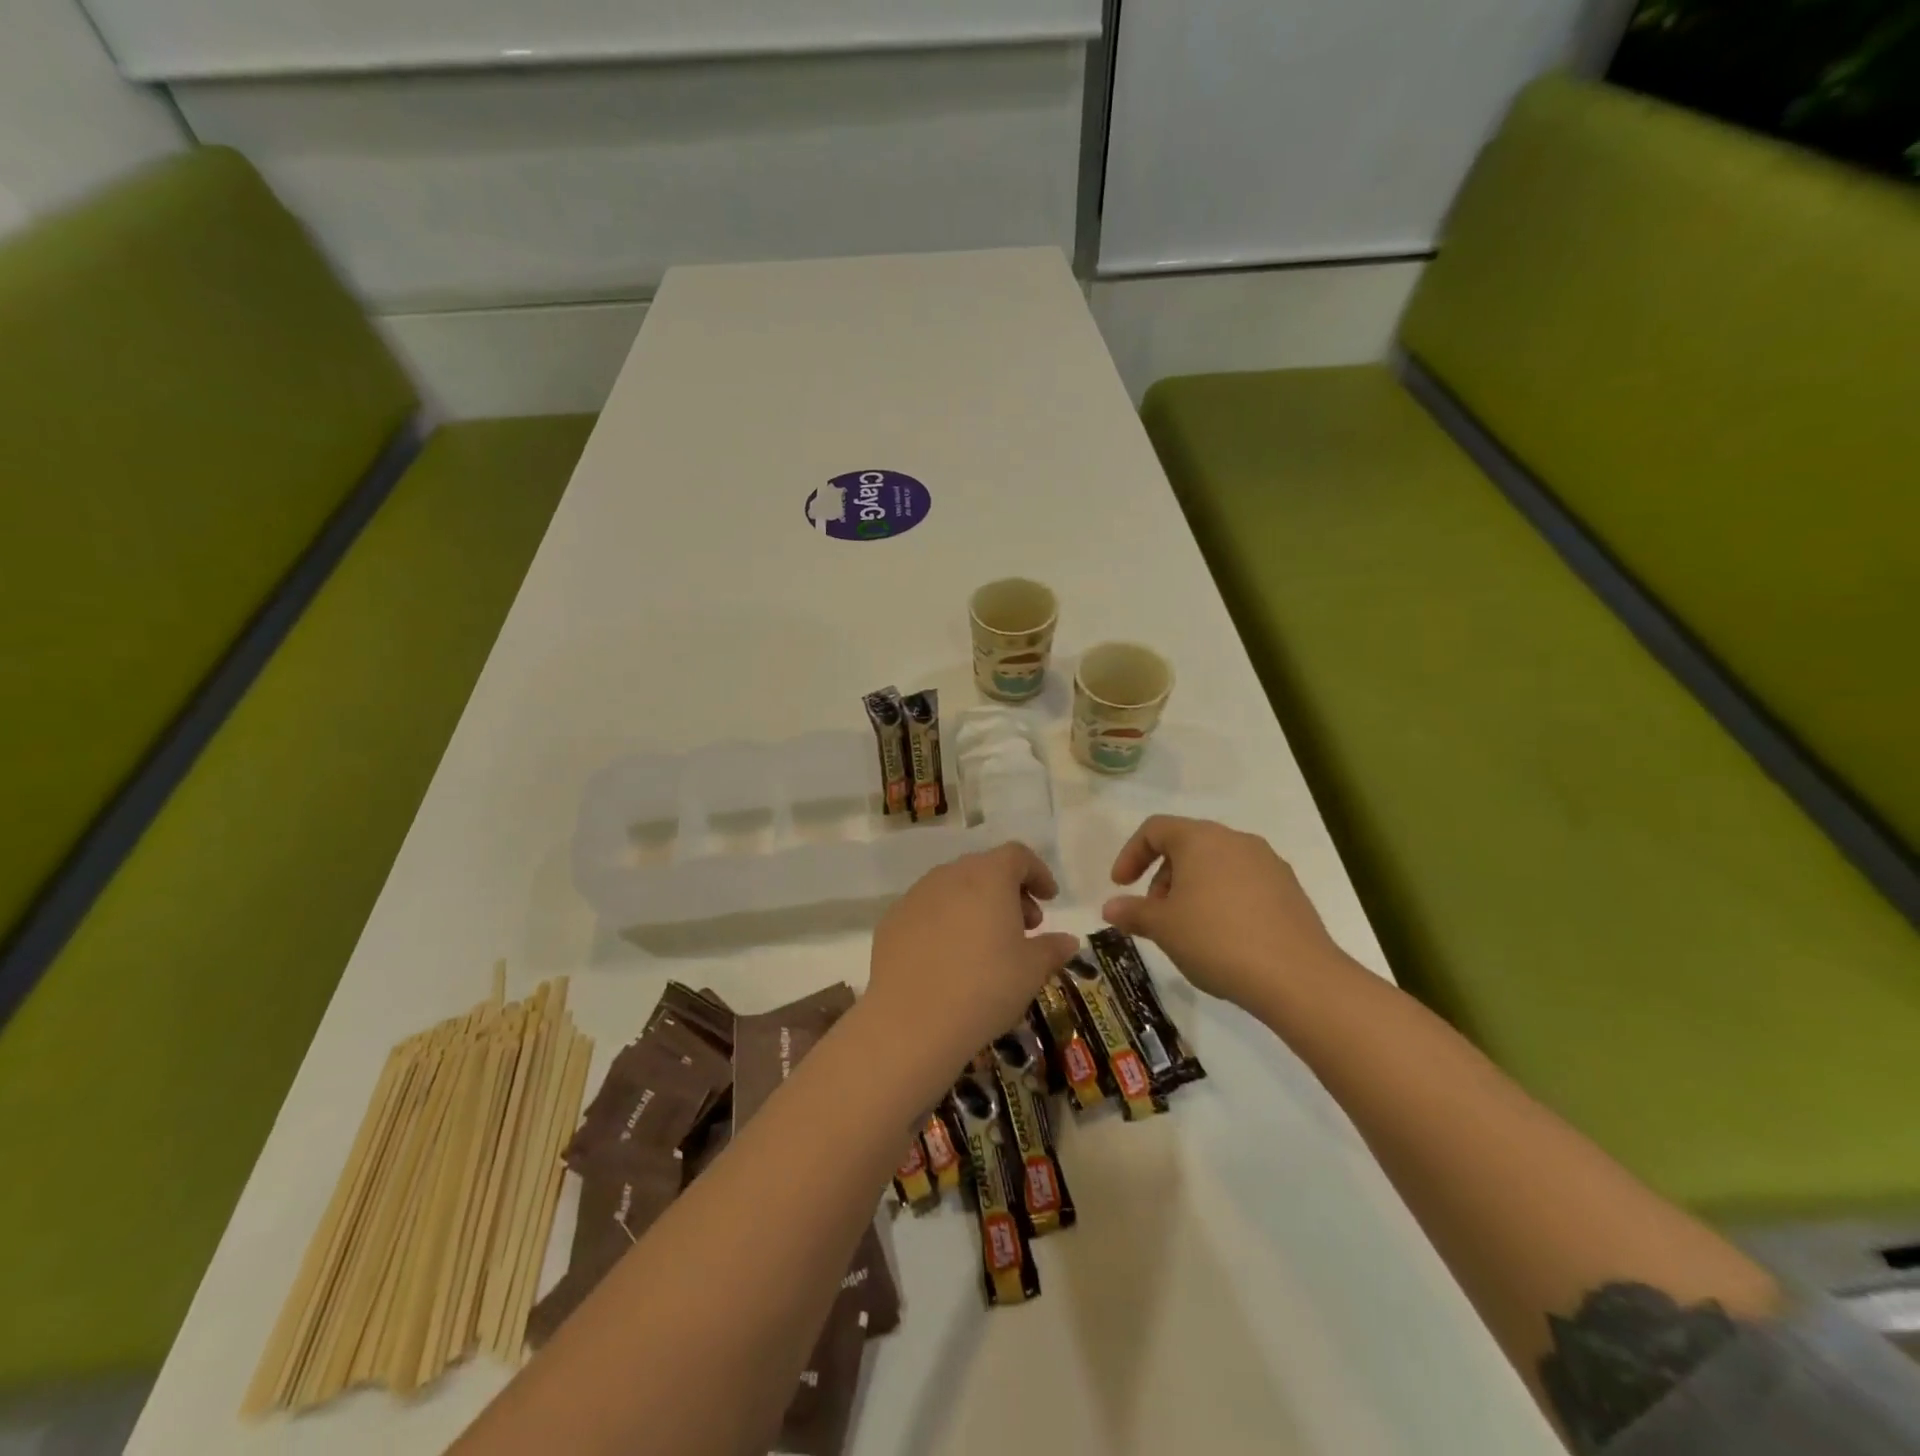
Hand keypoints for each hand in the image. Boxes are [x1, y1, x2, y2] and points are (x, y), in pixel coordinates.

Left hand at [865, 844, 1078, 1079]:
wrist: (911, 1020)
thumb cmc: (985, 987)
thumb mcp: (1031, 971)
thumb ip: (1052, 948)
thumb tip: (1067, 941)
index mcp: (988, 876)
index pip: (1017, 856)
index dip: (1038, 873)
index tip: (1049, 899)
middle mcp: (950, 875)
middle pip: (985, 869)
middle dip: (1009, 892)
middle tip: (1025, 926)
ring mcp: (916, 896)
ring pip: (954, 888)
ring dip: (976, 905)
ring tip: (988, 944)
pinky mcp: (892, 920)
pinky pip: (928, 910)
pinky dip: (945, 922)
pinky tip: (950, 958)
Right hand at [1103, 816, 1349, 1010]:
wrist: (1297, 976)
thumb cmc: (1216, 940)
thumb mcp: (1163, 928)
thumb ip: (1133, 912)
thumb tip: (1110, 908)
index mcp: (1200, 839)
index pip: (1155, 829)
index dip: (1131, 854)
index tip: (1120, 886)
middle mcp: (1235, 840)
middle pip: (1186, 846)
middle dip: (1162, 877)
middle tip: (1155, 915)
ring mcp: (1268, 863)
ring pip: (1216, 865)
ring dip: (1192, 889)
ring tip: (1187, 930)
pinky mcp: (1289, 890)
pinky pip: (1243, 884)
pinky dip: (1222, 900)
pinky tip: (1223, 938)